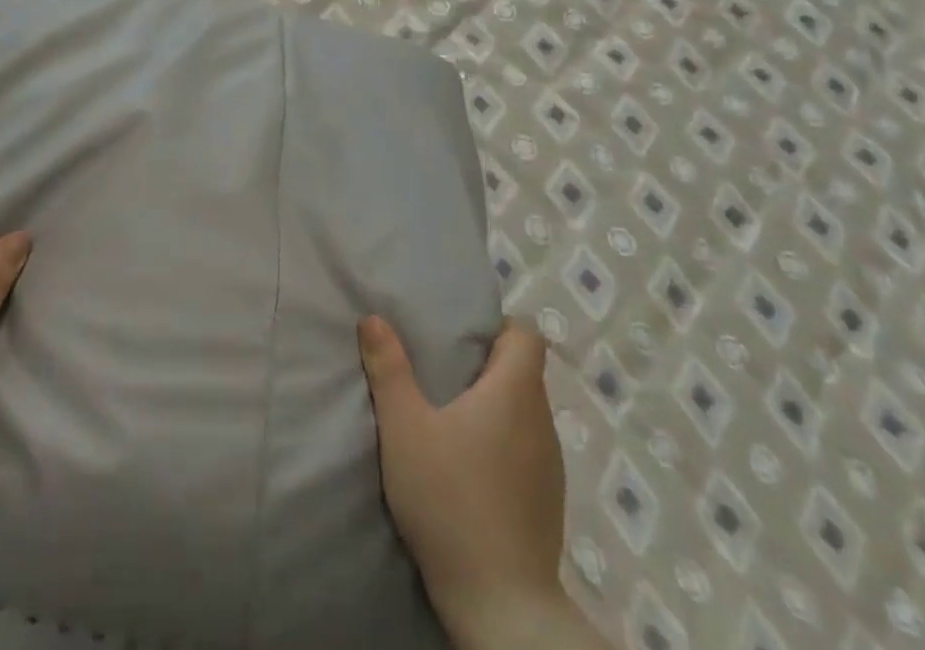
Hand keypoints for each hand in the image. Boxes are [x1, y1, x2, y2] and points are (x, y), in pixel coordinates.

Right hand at [359, 316, 579, 649]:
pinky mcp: (548, 503)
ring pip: (526, 413)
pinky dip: (504, 444)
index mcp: (515, 391)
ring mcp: (551, 465)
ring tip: (452, 418)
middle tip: (441, 371)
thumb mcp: (404, 428)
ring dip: (495, 407)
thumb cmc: (450, 500)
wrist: (500, 607)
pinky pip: (528, 450)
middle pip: (524, 372)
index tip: (462, 336)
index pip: (528, 335)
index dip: (499, 328)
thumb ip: (388, 369)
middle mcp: (542, 421)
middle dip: (487, 366)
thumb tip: (373, 317)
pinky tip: (471, 468)